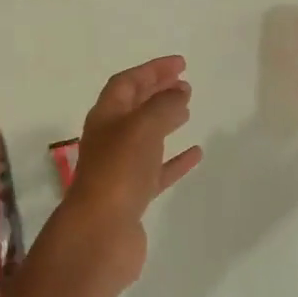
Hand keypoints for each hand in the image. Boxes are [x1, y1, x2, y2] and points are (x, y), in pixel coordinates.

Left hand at [52, 56, 203, 285]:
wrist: (101, 232)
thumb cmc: (118, 171)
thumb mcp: (142, 127)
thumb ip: (163, 106)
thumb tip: (178, 93)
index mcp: (105, 117)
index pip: (126, 83)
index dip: (151, 70)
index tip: (180, 64)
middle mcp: (109, 139)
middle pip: (133, 107)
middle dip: (156, 92)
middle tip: (184, 84)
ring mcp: (120, 169)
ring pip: (145, 138)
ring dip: (165, 121)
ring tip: (188, 110)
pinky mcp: (133, 196)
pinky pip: (157, 170)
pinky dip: (175, 159)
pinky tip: (195, 154)